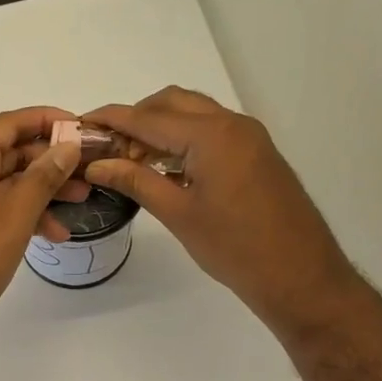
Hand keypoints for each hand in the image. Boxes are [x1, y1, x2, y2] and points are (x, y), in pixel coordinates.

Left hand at [0, 107, 84, 360]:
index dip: (49, 120)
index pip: (12, 123)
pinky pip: (0, 209)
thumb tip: (67, 146)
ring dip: (44, 190)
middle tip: (90, 170)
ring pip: (9, 183)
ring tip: (81, 202)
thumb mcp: (13, 216)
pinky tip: (53, 234)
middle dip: (53, 159)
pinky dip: (26, 216)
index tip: (84, 130)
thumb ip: (43, 178)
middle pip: (13, 151)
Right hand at [80, 87, 359, 343]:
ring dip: (159, 129)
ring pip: (193, 115)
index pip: (148, 117)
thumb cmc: (235, 248)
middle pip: (171, 103)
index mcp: (211, 135)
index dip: (111, 119)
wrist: (301, 276)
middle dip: (135, 119)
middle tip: (107, 148)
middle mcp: (232, 124)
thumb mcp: (178, 213)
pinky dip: (182, 140)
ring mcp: (248, 137)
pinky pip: (211, 132)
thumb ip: (135, 181)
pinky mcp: (256, 154)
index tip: (80, 123)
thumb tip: (97, 164)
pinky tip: (164, 169)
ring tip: (130, 161)